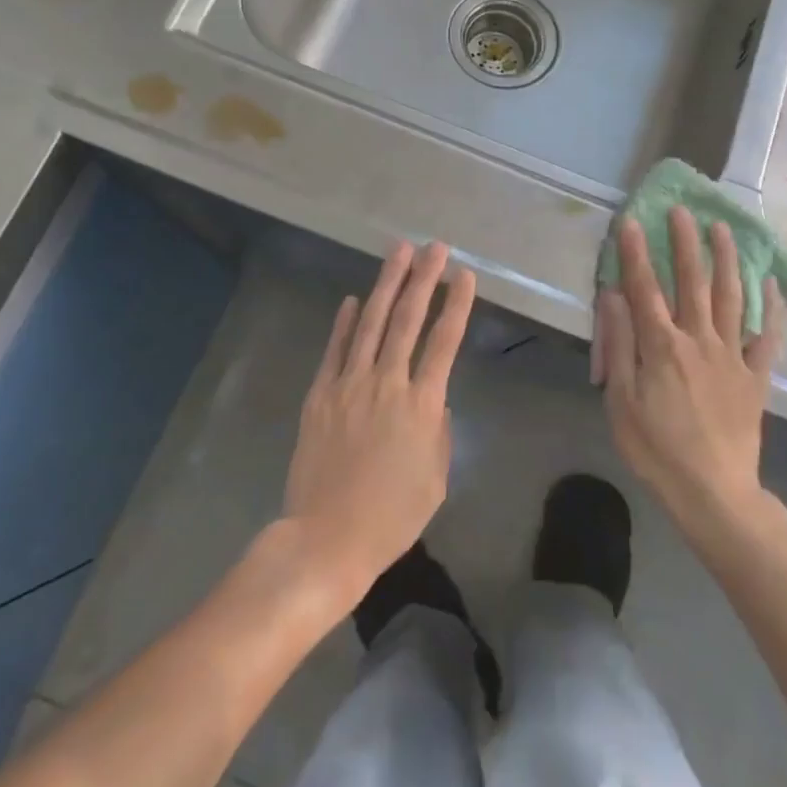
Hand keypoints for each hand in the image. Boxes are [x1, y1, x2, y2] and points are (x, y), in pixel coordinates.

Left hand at [282, 240, 475, 597]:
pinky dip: (345, 322)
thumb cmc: (392, 515)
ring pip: (372, 323)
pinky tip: (354, 300)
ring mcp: (349, 385)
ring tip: (398, 252)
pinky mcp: (320, 394)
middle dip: (423, 278)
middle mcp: (387, 383)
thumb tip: (431, 398)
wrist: (327, 538)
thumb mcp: (436, 477)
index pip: (444, 341)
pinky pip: (336, 350)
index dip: (457, 305)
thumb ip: (437, 428)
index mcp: (422, 404)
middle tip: (435, 247)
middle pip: (408, 319)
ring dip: (387, 284)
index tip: (465, 275)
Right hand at [595, 207, 783, 536]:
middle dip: (685, 243)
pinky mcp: (755, 377)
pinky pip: (768, 337)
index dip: (635, 253)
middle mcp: (699, 340)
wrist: (714, 494)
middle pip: (692, 282)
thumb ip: (620, 345)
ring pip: (732, 298)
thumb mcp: (621, 402)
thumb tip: (614, 297)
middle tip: (684, 210)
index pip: (645, 289)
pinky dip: (773, 309)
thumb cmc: (657, 451)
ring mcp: (732, 357)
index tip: (631, 220)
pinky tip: (773, 284)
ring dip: (726, 261)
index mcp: (662, 346)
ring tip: (724, 230)